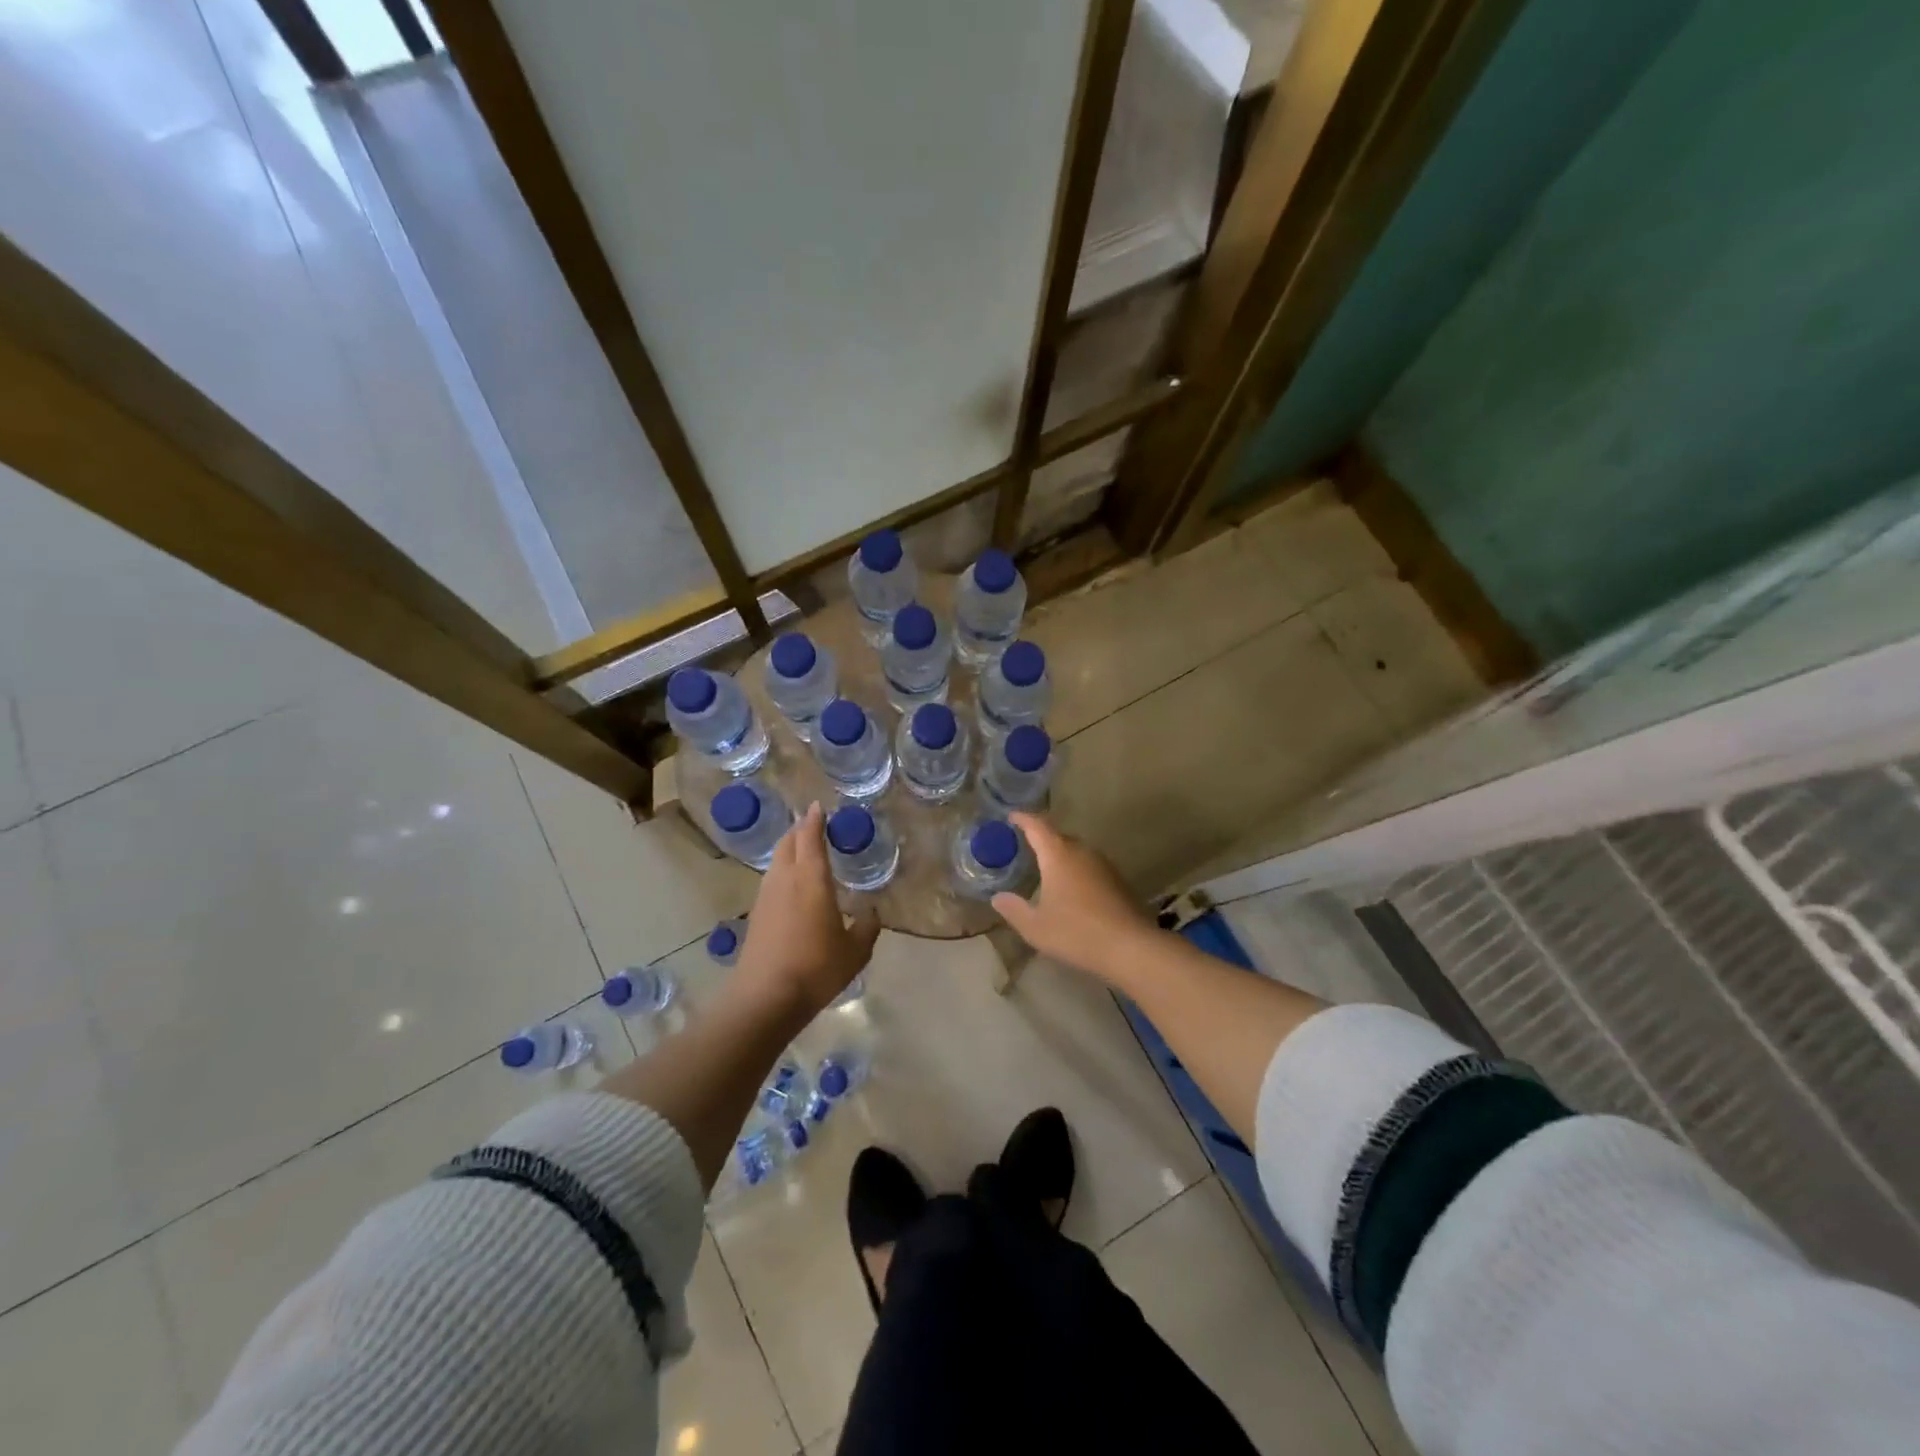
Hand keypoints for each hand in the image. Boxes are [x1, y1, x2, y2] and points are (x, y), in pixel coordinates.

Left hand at [739, 803, 881, 1012]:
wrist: (765, 997)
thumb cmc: (816, 967)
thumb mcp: (855, 952)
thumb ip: (867, 928)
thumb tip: (872, 914)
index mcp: (811, 878)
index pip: (810, 836)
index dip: (815, 819)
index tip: (819, 806)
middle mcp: (785, 879)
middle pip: (788, 842)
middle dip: (800, 830)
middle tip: (815, 826)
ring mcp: (766, 896)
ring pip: (777, 861)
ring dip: (789, 850)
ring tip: (805, 852)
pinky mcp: (756, 915)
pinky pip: (772, 880)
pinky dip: (783, 872)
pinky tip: (793, 887)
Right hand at [992, 812, 1157, 974]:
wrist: (1130, 947)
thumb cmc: (1076, 932)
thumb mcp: (1035, 927)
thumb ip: (1014, 909)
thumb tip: (998, 898)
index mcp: (1058, 855)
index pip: (1037, 826)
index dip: (1023, 819)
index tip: (1011, 816)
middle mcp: (1082, 852)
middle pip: (1059, 836)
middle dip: (1042, 839)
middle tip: (1025, 846)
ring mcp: (1103, 865)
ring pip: (1076, 851)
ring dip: (1061, 856)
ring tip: (1046, 869)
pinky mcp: (1117, 880)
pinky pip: (1089, 866)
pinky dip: (1076, 871)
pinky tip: (1071, 890)